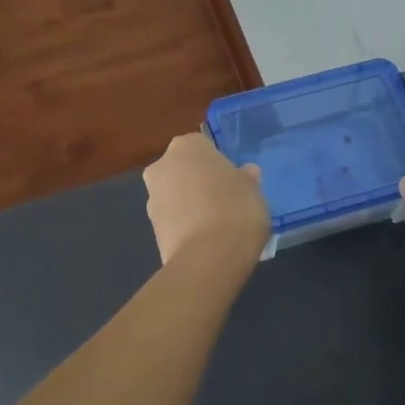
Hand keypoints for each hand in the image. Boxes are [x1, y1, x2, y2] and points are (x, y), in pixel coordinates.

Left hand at [143, 132, 269, 265]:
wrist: (208, 258)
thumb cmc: (236, 210)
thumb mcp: (253, 189)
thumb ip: (246, 178)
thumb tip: (245, 173)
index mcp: (186, 146)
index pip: (202, 145)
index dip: (218, 163)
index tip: (232, 179)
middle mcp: (162, 166)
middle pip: (183, 169)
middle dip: (198, 182)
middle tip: (224, 200)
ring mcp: (151, 198)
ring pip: (175, 195)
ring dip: (190, 205)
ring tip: (216, 225)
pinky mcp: (151, 229)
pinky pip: (173, 220)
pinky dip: (185, 226)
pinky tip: (205, 240)